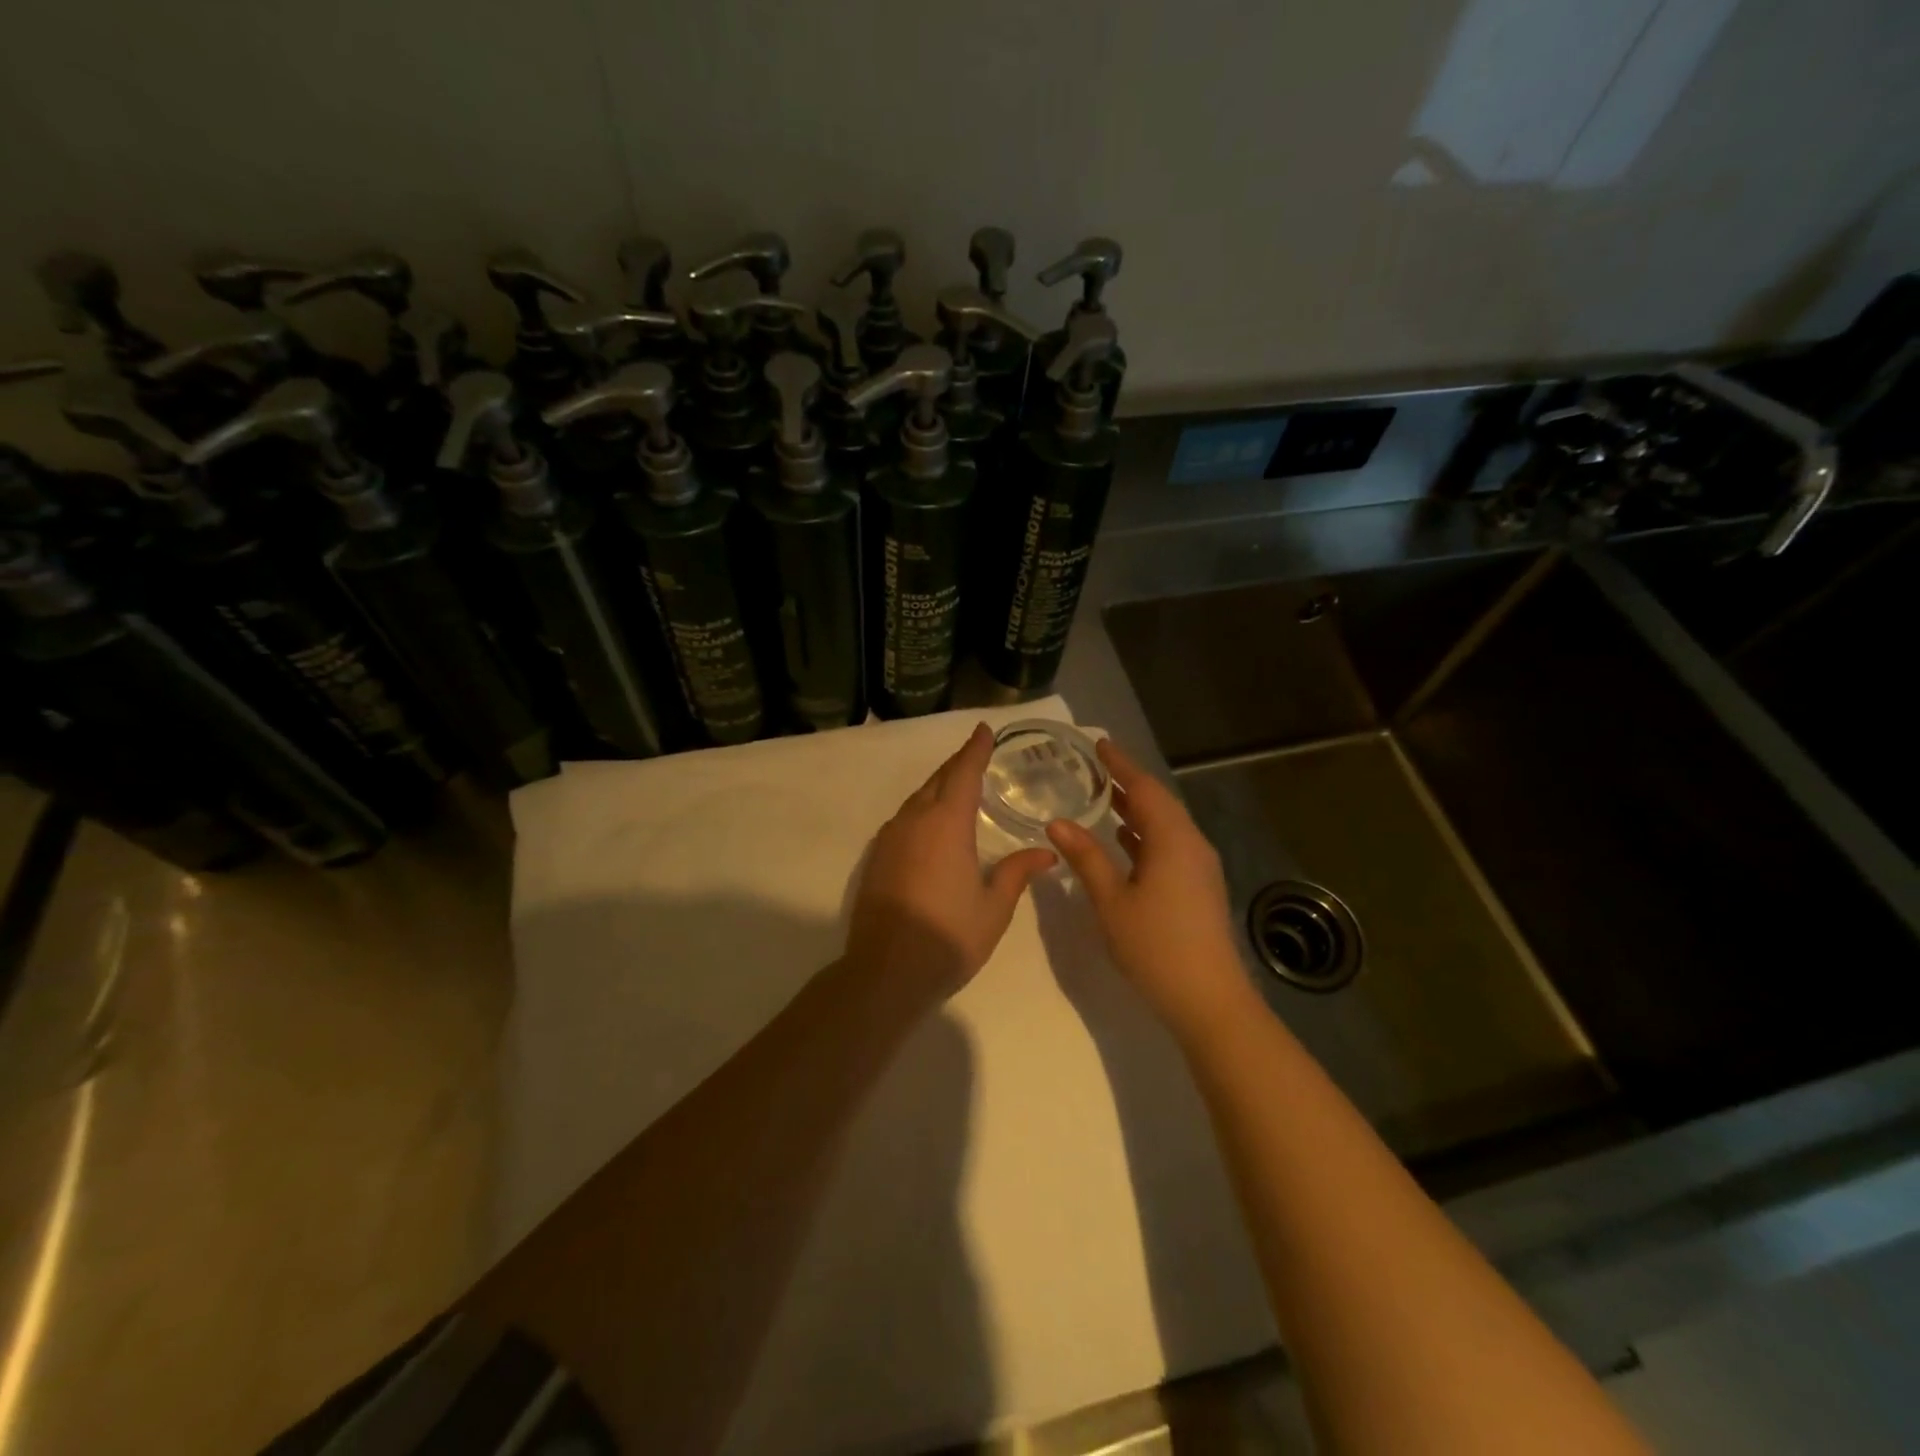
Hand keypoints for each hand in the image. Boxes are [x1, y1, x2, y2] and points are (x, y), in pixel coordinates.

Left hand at [846, 723, 1057, 1000]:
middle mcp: (914, 821)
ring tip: (957, 786)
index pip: (963, 773)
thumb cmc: (948, 936)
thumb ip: (1016, 873)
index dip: (975, 750)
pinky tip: (930, 824)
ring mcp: (889, 839)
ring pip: (916, 799)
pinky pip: (903, 819)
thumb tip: (1046, 852)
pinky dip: (921, 810)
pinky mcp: (876, 858)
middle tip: (976, 755)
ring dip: (937, 787)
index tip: (983, 730)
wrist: (885, 971)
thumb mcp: (993, 907)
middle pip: (937, 781)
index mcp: (946, 824)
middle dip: (957, 765)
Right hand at [1046, 739, 1251, 1035]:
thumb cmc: (1155, 946)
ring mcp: (1199, 867)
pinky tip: (1125, 841)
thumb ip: (1085, 857)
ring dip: (1138, 809)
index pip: (1144, 789)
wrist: (1209, 998)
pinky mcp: (1199, 887)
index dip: (1121, 765)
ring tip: (1107, 798)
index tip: (1100, 744)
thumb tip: (1057, 822)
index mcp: (1172, 840)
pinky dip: (1146, 834)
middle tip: (1099, 767)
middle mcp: (1191, 845)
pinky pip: (1170, 845)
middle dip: (1129, 784)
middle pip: (1159, 803)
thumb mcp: (1111, 900)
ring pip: (1166, 825)